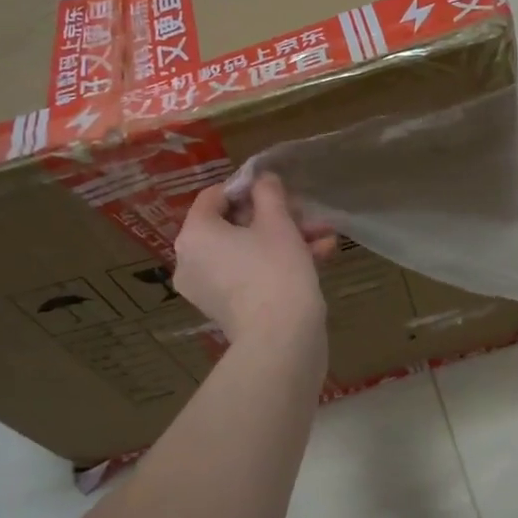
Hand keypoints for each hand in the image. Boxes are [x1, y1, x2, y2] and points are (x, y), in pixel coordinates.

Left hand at [173, 175, 335, 348]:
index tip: (278, 190)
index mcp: (195, 234)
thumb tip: (263, 179)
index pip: (214, 196)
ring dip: (287, 240)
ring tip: (326, 237)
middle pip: (234, 225)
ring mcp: (207, 288)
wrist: (281, 339)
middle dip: (278, 217)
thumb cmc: (276, 269)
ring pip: (247, 251)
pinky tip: (321, 257)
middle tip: (308, 215)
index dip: (247, 187)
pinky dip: (278, 264)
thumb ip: (269, 193)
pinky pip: (249, 274)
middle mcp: (191, 260)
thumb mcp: (278, 223)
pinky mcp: (226, 308)